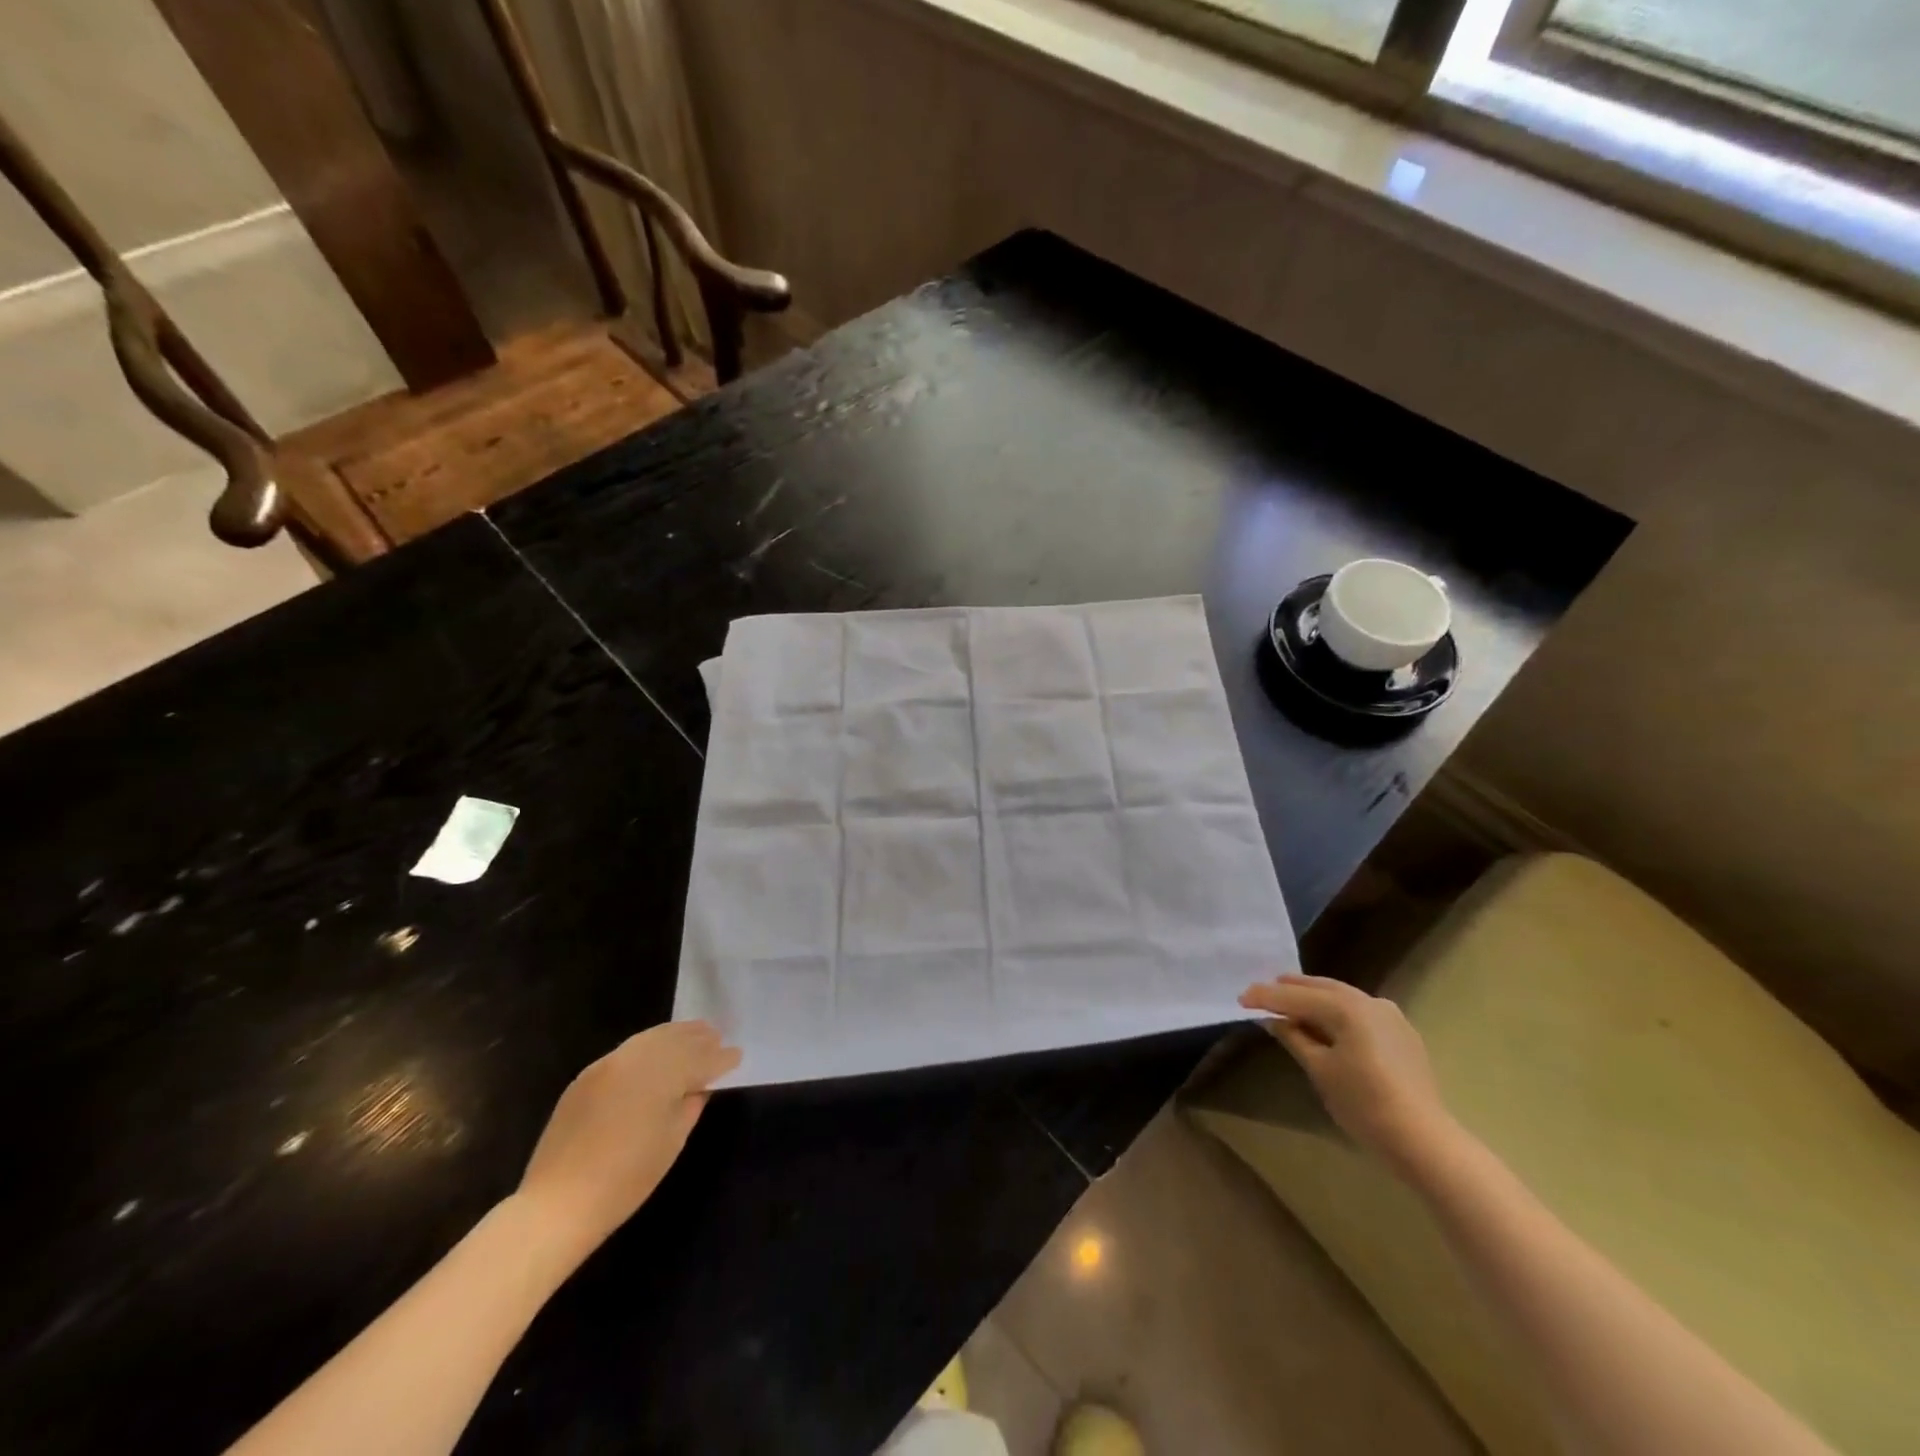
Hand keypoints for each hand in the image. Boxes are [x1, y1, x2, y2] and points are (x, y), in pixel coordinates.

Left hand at [516, 1021, 740, 1259]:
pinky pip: (628, 1050)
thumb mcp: (672, 1142)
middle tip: (718, 1037)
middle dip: (698, 1038)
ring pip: (649, 1038)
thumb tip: (700, 1086)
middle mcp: (634, 1059)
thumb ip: (690, 1105)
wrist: (558, 1205)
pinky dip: (648, 1046)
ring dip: (674, 1035)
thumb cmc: (626, 1179)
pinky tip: (656, 1054)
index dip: (721, 1058)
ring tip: (693, 1035)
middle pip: (674, 1039)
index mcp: (659, 1075)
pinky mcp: (587, 1076)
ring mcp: (607, 1065)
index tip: (737, 1056)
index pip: (699, 1059)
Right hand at [1239, 975, 1452, 1172]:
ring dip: (1313, 997)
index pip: (1295, 997)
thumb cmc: (1363, 1104)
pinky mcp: (1401, 1032)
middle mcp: (1369, 1001)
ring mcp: (1389, 1015)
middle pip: (1320, 988)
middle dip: (1289, 989)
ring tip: (1289, 1001)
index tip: (1240, 998)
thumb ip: (1294, 1037)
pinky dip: (1336, 1010)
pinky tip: (1326, 1021)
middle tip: (1261, 992)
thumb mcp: (1319, 1069)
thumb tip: (1274, 1020)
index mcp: (1346, 1007)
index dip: (1266, 997)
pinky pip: (1359, 1011)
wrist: (1423, 1140)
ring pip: (1341, 996)